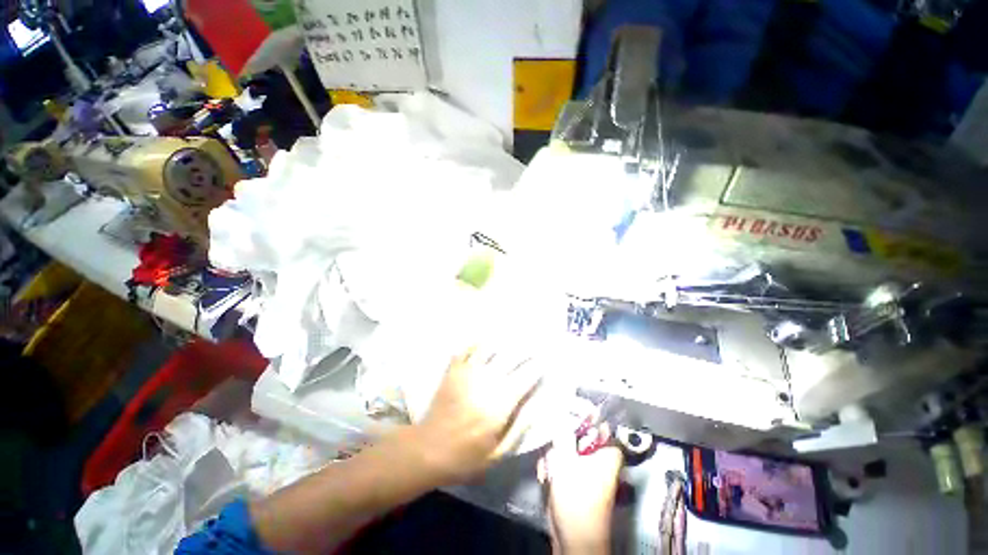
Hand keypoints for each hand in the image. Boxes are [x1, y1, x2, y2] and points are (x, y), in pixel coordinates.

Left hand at [410, 347, 541, 482]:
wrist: (428, 450)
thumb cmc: (466, 456)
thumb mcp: (498, 452)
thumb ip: (520, 427)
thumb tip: (538, 406)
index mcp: (500, 404)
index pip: (525, 378)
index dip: (537, 367)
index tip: (544, 362)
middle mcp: (486, 382)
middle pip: (510, 357)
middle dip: (525, 349)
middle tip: (533, 344)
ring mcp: (467, 373)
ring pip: (489, 347)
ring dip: (502, 340)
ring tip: (512, 335)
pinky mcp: (453, 370)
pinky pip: (466, 349)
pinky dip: (476, 342)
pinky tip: (483, 339)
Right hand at [538, 423, 622, 554]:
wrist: (573, 539)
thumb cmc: (577, 500)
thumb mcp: (567, 462)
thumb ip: (563, 436)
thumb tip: (562, 413)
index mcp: (607, 454)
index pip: (599, 426)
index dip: (585, 419)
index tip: (568, 414)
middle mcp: (598, 461)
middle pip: (578, 437)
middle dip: (561, 443)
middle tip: (554, 449)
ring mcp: (586, 472)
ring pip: (566, 451)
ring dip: (554, 458)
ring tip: (549, 471)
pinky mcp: (574, 482)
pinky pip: (562, 466)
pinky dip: (553, 470)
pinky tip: (547, 479)